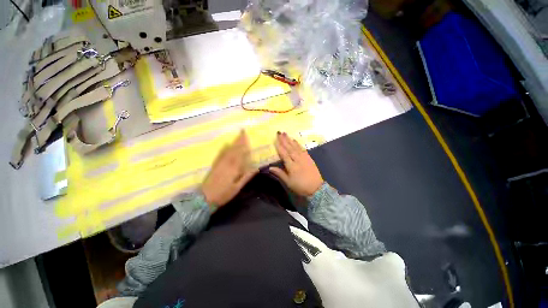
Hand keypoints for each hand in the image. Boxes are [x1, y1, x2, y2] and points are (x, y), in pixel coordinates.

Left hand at [202, 130, 257, 209]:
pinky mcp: (215, 165)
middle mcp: (227, 163)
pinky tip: (226, 144)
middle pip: (234, 149)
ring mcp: (220, 163)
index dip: (244, 144)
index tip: (247, 136)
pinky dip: (224, 148)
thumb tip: (257, 168)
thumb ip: (247, 177)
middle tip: (243, 131)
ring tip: (237, 136)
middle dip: (239, 140)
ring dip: (233, 142)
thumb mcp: (237, 187)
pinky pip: (220, 154)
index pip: (240, 153)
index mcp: (234, 168)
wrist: (205, 198)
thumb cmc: (223, 194)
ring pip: (228, 150)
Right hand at [270, 132, 323, 196]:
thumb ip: (280, 173)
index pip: (284, 154)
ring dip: (290, 140)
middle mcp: (298, 160)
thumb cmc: (301, 186)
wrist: (317, 188)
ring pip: (296, 147)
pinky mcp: (309, 158)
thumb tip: (270, 167)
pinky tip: (295, 141)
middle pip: (290, 148)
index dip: (279, 147)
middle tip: (280, 132)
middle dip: (284, 140)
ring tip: (286, 134)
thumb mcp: (289, 182)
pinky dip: (298, 144)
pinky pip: (303, 149)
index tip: (276, 140)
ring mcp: (304, 158)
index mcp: (292, 166)